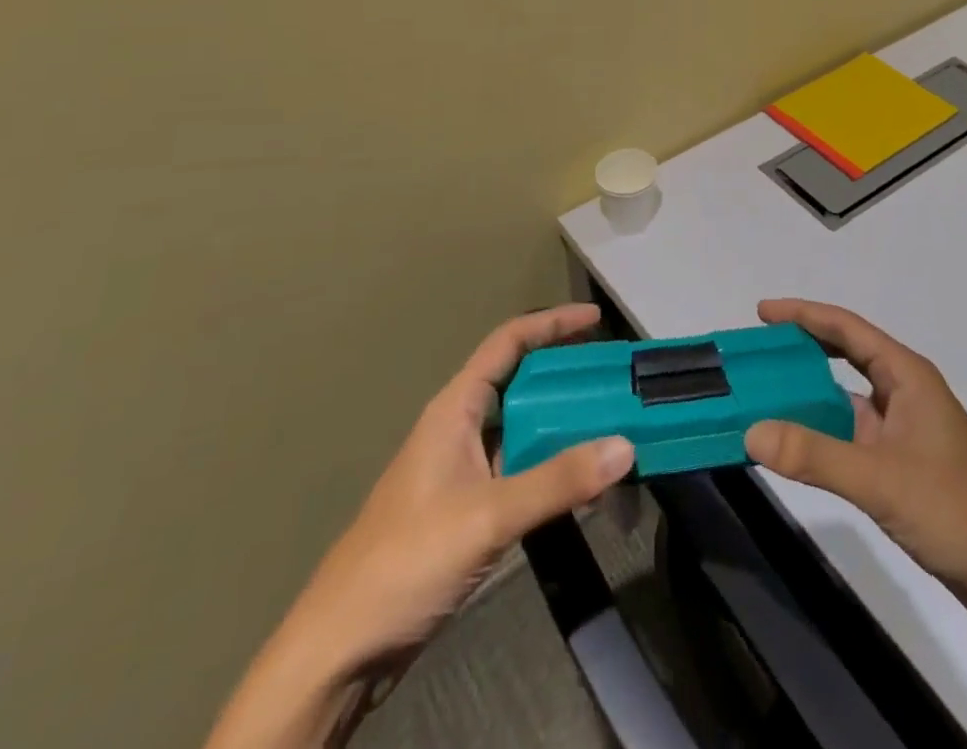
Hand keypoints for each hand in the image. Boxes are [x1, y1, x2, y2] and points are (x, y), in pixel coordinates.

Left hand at [288, 303, 634, 671]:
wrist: (340, 649)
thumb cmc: (406, 560)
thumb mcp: (488, 516)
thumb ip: (557, 481)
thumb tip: (626, 446)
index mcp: (455, 408)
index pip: (509, 342)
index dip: (552, 324)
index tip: (596, 317)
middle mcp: (461, 428)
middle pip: (521, 382)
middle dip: (567, 375)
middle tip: (615, 379)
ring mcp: (463, 470)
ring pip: (523, 429)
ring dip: (565, 425)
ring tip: (613, 426)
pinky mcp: (468, 508)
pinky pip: (521, 470)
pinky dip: (553, 468)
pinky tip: (585, 485)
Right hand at [744, 299, 966, 619]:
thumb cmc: (955, 510)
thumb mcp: (880, 480)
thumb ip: (815, 455)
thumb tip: (751, 432)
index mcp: (907, 375)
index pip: (847, 329)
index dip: (804, 315)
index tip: (762, 313)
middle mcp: (904, 392)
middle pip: (845, 354)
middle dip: (802, 348)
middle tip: (757, 351)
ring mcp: (904, 429)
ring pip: (846, 396)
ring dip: (808, 393)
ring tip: (764, 393)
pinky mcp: (901, 463)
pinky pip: (850, 432)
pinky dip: (821, 431)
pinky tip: (794, 442)